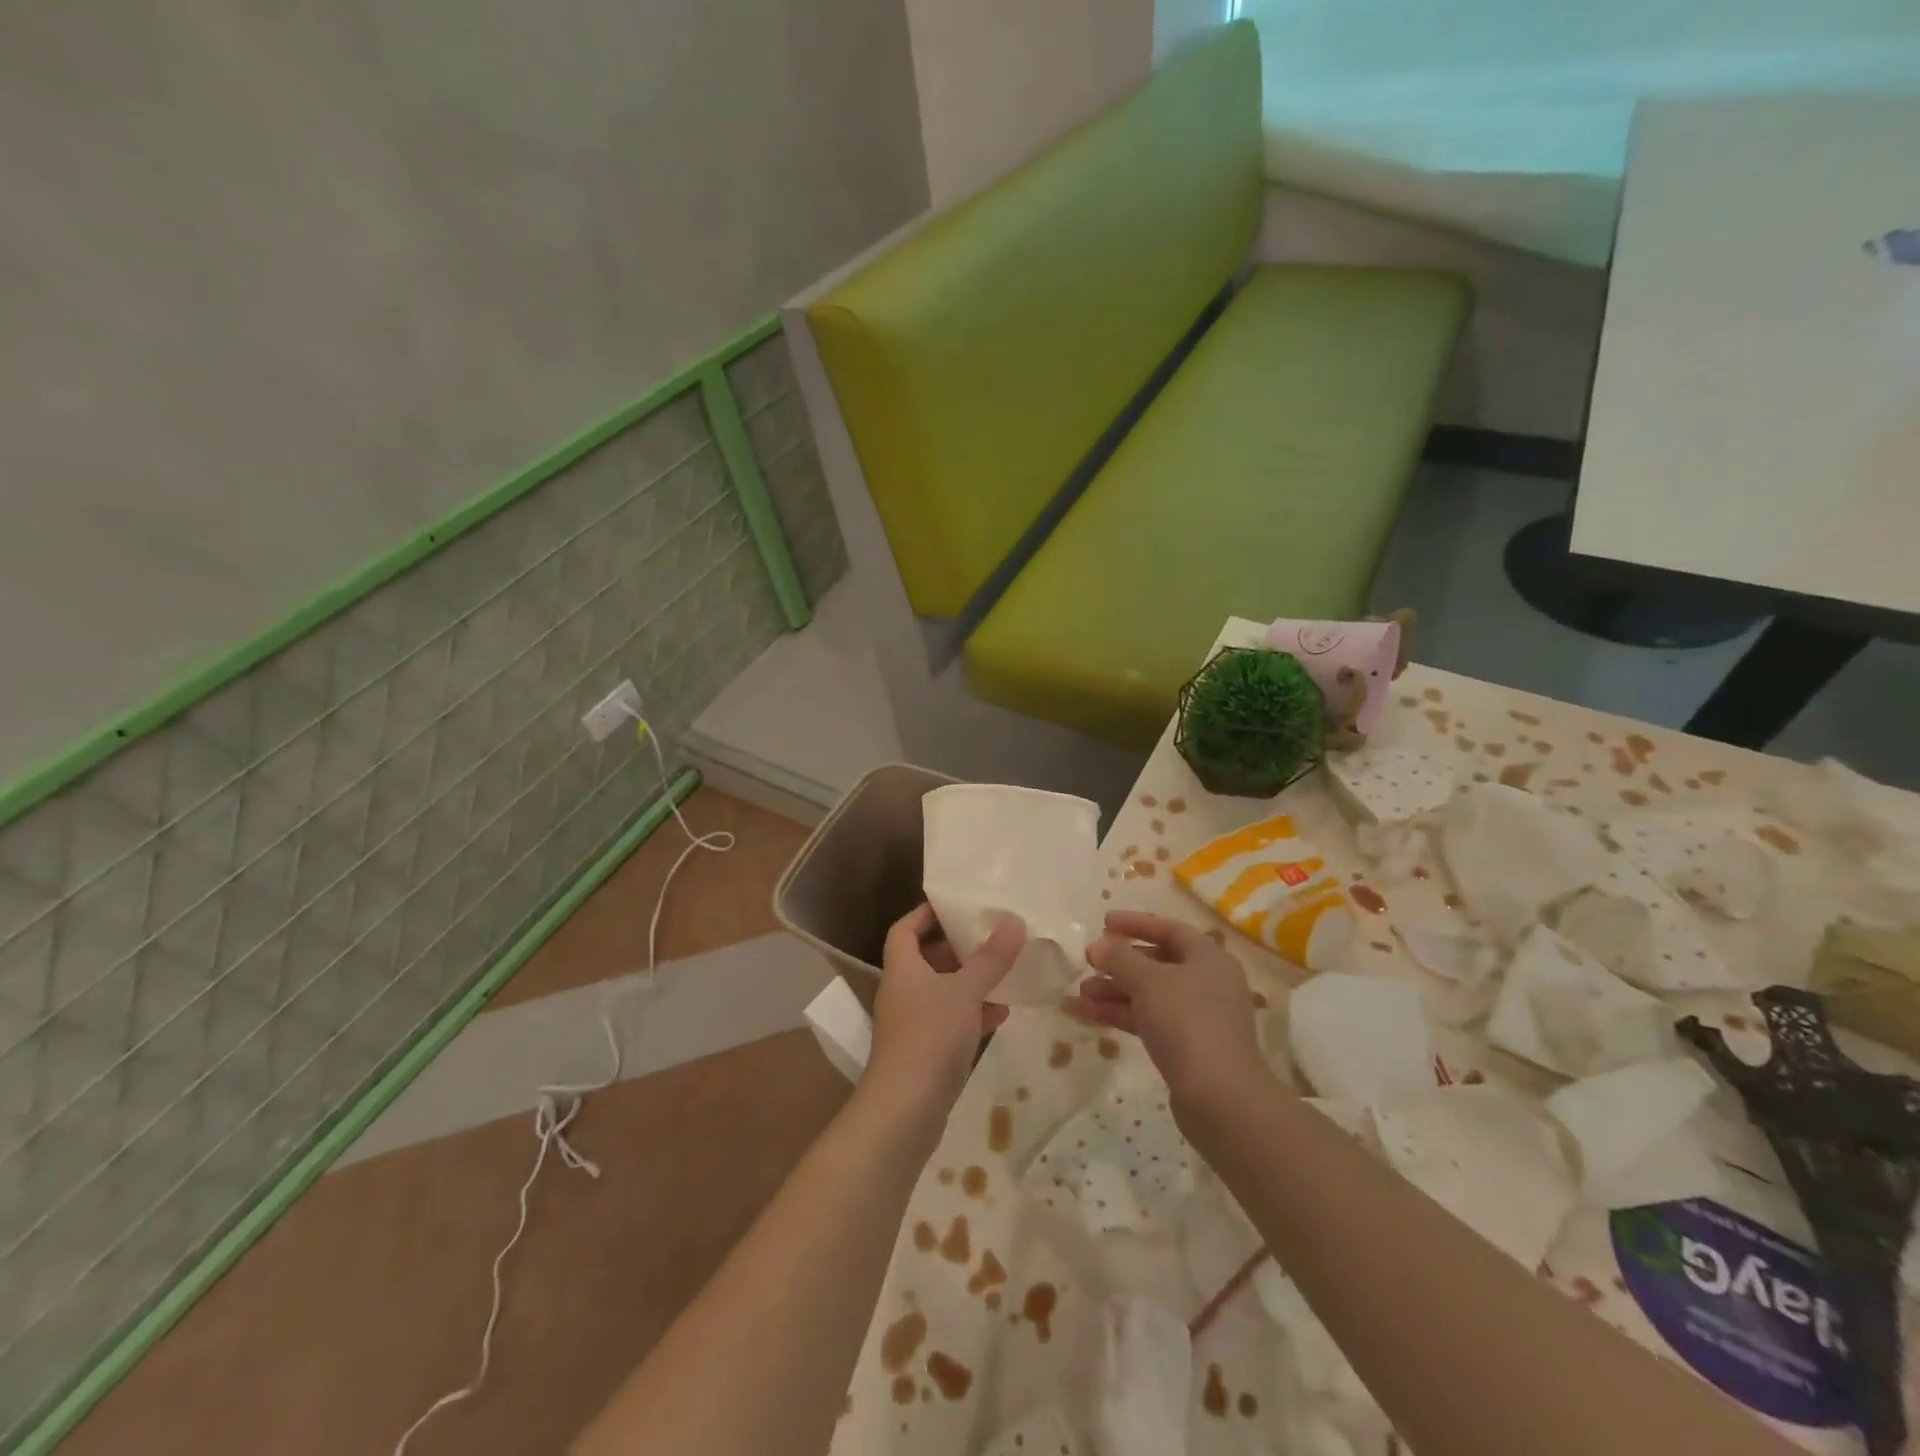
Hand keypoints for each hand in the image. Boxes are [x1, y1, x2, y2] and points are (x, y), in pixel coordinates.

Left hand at [868, 903, 1023, 1114]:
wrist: (906, 1109)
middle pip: (927, 960)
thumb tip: (1014, 921)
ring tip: (1005, 971)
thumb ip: (991, 957)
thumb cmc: (930, 1035)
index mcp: (903, 968)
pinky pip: (952, 1022)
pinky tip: (1002, 1013)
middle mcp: (903, 991)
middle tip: (990, 936)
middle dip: (958, 948)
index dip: (925, 914)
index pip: (905, 929)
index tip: (954, 905)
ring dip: (971, 982)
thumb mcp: (965, 990)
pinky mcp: (927, 1052)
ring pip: (943, 992)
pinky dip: (974, 1014)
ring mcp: (914, 1024)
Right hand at [1068, 910, 1268, 1114]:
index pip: (1170, 929)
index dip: (1135, 923)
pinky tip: (1087, 1016)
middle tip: (1089, 962)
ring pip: (1150, 994)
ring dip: (1115, 991)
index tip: (1103, 922)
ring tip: (1080, 994)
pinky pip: (1150, 1020)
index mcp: (1209, 959)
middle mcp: (1209, 983)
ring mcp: (1200, 1017)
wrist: (1220, 1098)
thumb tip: (1099, 946)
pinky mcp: (1188, 1047)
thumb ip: (1119, 958)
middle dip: (1120, 963)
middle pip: (1158, 963)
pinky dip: (1122, 1015)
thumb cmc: (1186, 1023)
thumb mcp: (1148, 982)